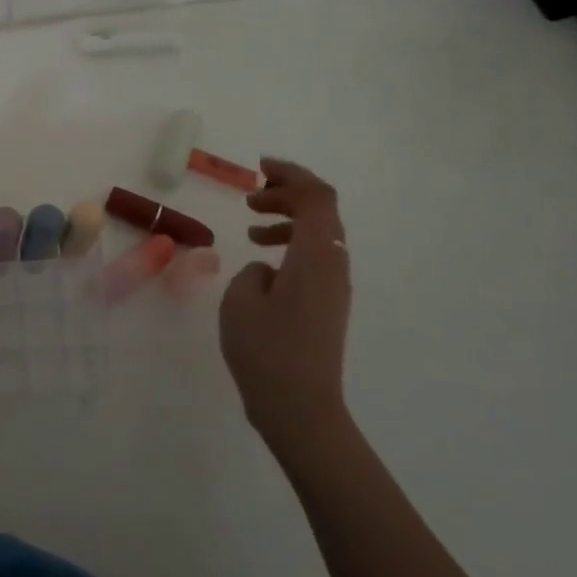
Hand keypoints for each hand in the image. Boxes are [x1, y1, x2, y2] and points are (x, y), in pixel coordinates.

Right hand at [219, 160, 352, 457]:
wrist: (300, 407)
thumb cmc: (266, 350)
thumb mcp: (241, 300)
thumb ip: (252, 272)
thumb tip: (267, 272)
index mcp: (315, 256)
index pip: (316, 197)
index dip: (291, 174)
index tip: (259, 169)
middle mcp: (333, 265)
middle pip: (322, 210)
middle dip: (288, 194)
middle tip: (252, 196)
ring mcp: (334, 287)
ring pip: (319, 234)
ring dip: (288, 219)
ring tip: (252, 224)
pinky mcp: (328, 305)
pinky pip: (315, 256)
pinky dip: (291, 244)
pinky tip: (262, 259)